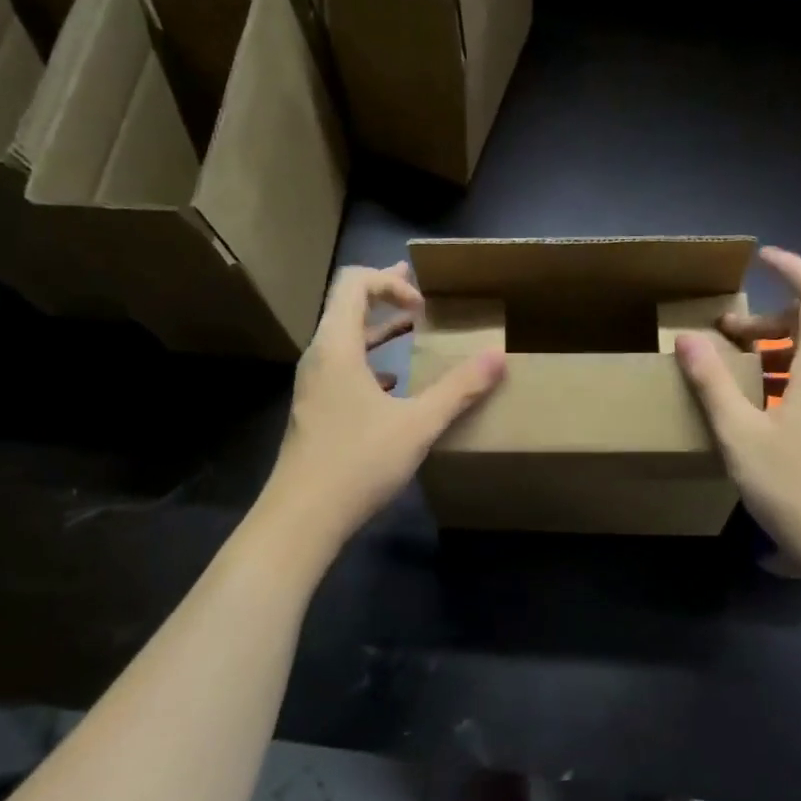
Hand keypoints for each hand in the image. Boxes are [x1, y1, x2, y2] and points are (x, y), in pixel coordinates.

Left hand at [264, 262, 505, 541]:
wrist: (302, 517)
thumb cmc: (358, 462)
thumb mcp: (418, 424)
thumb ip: (460, 389)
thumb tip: (499, 355)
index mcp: (336, 346)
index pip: (354, 283)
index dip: (390, 283)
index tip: (424, 309)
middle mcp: (319, 357)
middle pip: (346, 306)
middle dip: (385, 296)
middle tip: (421, 294)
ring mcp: (314, 386)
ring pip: (345, 341)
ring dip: (379, 330)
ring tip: (413, 330)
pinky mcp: (316, 411)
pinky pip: (344, 369)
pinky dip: (370, 362)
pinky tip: (394, 383)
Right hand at [673, 246, 800, 568]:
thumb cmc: (791, 484)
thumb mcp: (739, 432)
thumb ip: (712, 382)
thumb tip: (687, 339)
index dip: (793, 268)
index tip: (761, 260)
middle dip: (769, 319)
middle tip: (725, 336)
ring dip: (778, 349)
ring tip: (738, 370)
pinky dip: (791, 374)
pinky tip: (761, 406)